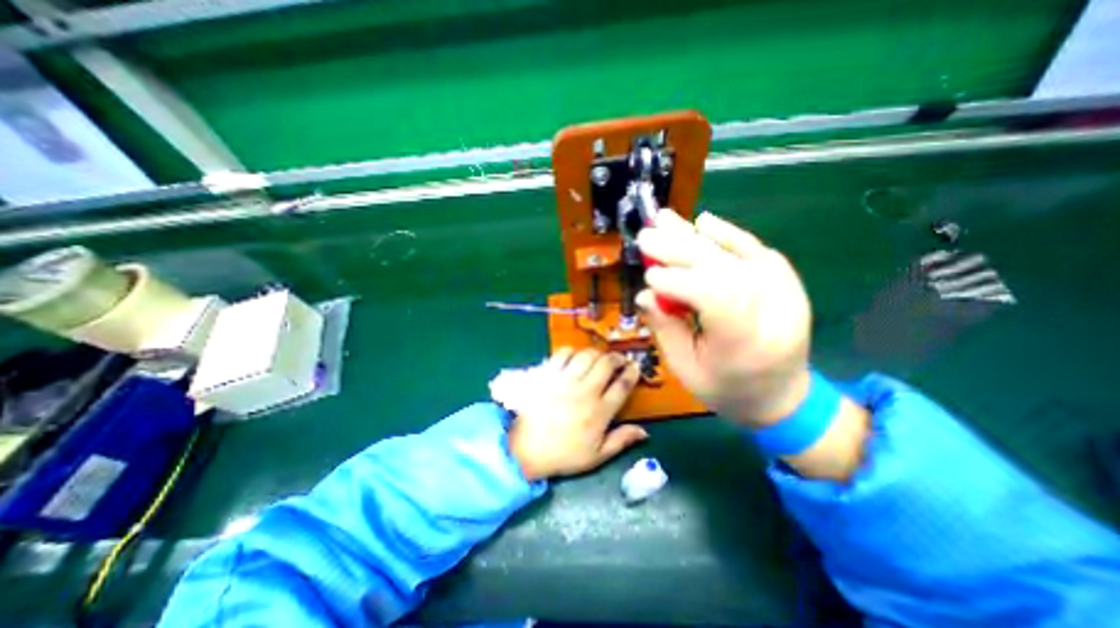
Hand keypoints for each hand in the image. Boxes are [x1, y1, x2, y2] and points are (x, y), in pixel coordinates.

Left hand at [511, 348, 648, 481]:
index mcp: (599, 412)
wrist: (525, 451)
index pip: (622, 385)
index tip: (635, 367)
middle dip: (617, 358)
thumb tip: (644, 431)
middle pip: (606, 364)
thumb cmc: (564, 454)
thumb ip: (621, 441)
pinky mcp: (547, 375)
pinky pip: (562, 354)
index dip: (632, 373)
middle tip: (619, 360)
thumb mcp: (597, 456)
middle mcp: (584, 392)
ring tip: (598, 357)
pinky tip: (574, 357)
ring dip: (596, 353)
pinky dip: (572, 351)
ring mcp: (564, 381)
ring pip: (586, 355)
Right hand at [640, 208, 814, 426]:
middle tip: (646, 235)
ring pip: (735, 254)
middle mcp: (771, 310)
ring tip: (665, 219)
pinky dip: (727, 234)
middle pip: (722, 268)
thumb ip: (665, 328)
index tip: (648, 277)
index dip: (678, 281)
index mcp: (745, 342)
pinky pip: (754, 249)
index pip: (714, 296)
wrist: (782, 396)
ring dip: (695, 236)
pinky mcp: (785, 280)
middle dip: (679, 250)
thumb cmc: (727, 389)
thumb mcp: (686, 370)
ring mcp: (784, 290)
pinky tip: (704, 222)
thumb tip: (645, 294)